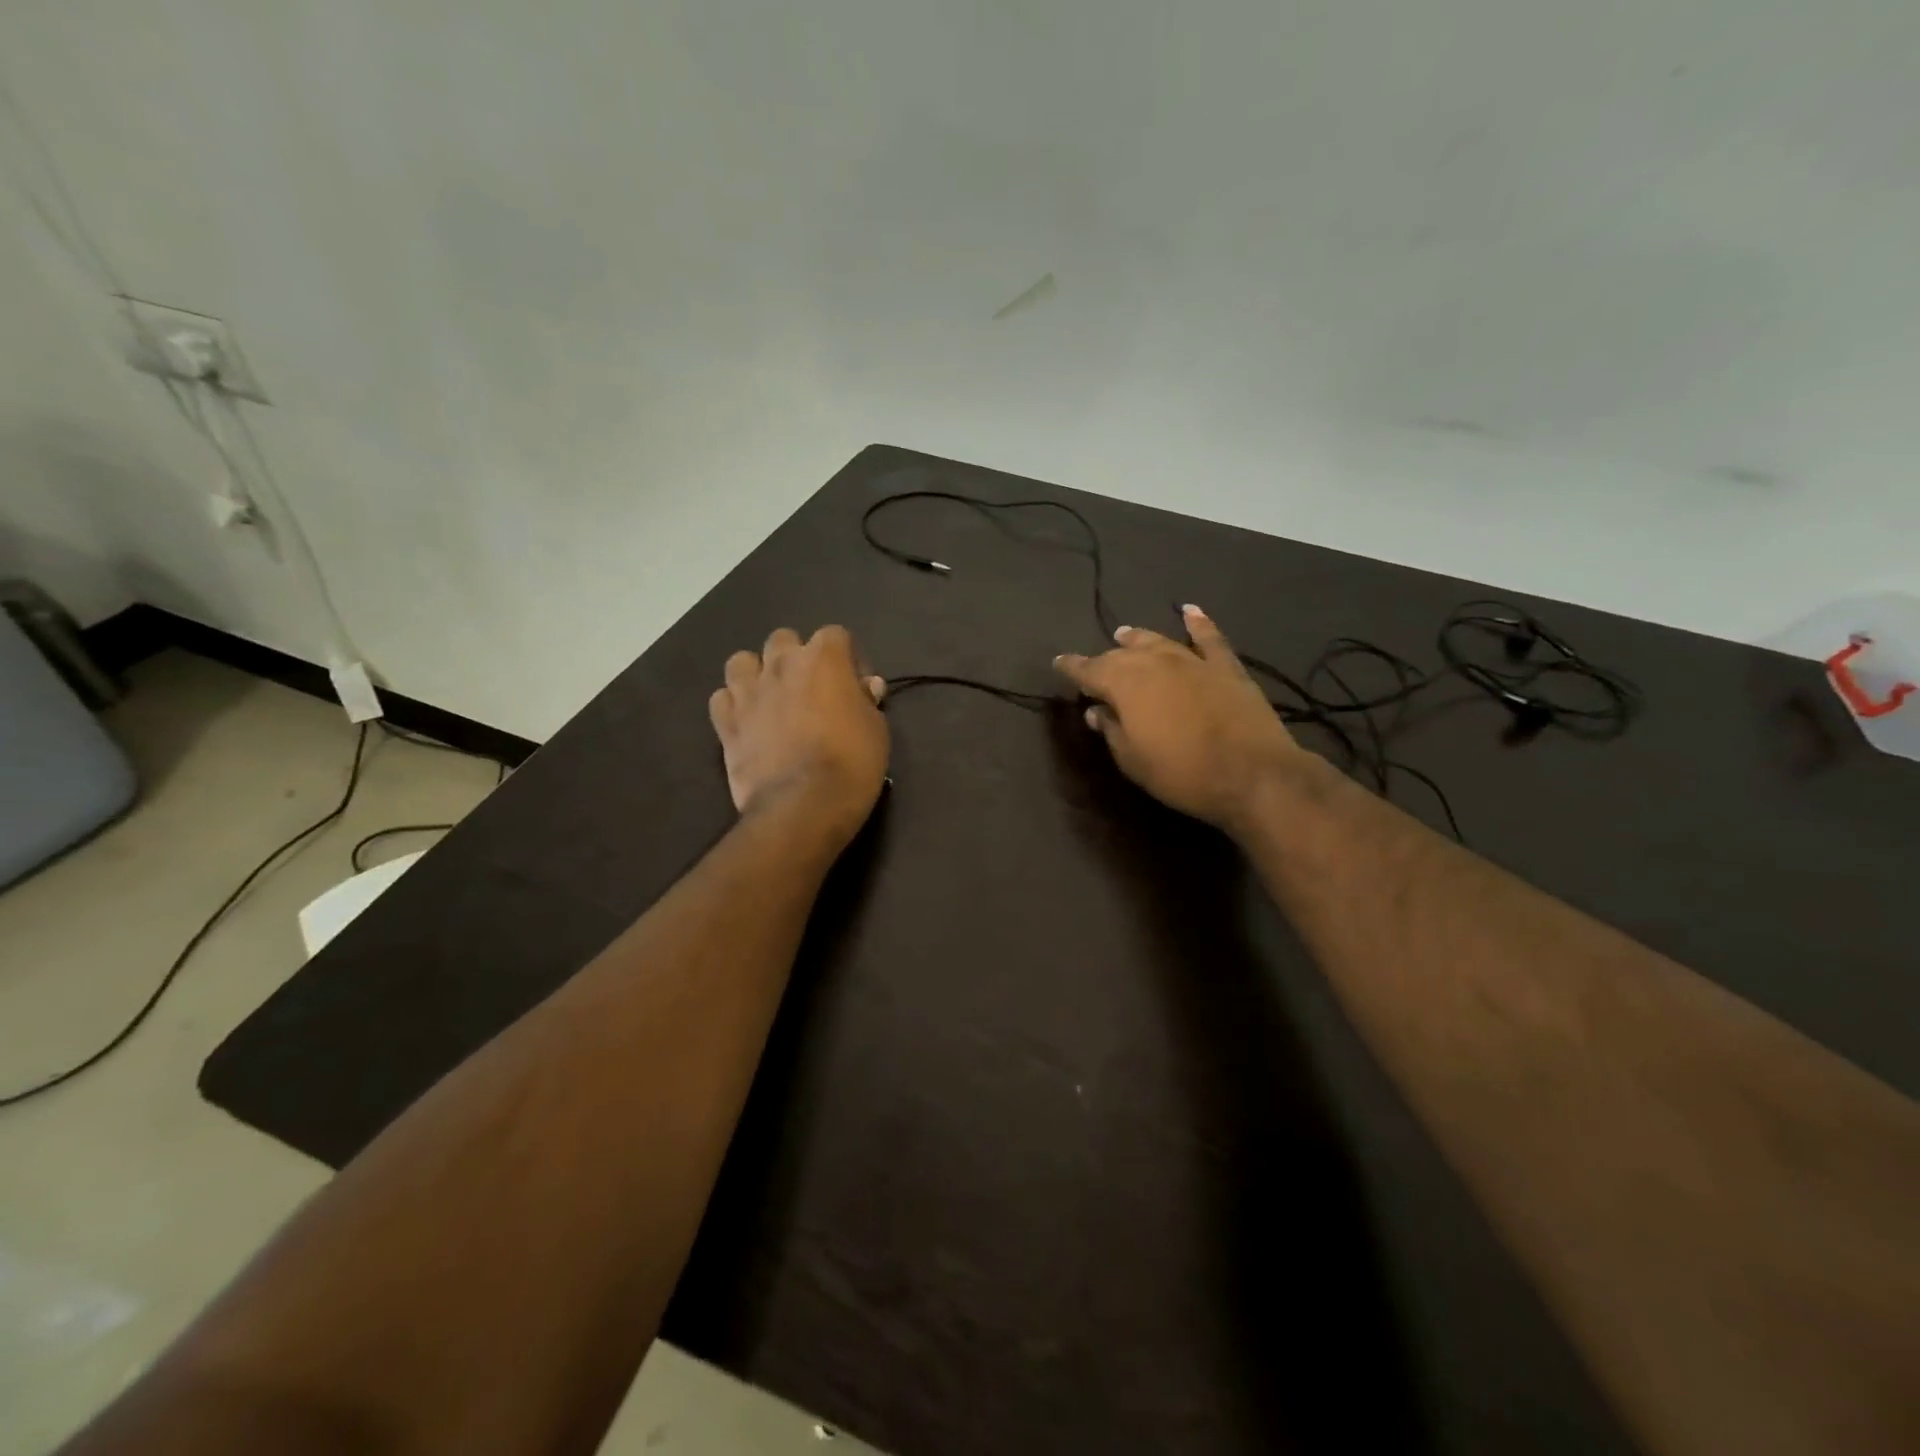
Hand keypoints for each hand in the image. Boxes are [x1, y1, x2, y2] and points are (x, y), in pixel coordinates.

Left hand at [709, 627, 888, 841]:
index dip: (849, 659)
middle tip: (812, 690)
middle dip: (798, 658)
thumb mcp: (877, 730)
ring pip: (742, 661)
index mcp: (823, 659)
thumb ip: (866, 700)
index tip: (857, 688)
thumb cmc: (851, 763)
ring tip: (771, 699)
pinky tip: (748, 723)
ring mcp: (748, 692)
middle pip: (785, 639)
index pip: (836, 635)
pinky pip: (722, 699)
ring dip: (757, 674)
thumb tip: (865, 687)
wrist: (803, 805)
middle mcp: (781, 664)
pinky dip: (734, 706)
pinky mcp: (726, 723)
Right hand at [1055, 605, 1305, 832]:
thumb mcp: (1132, 760)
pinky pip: (1208, 638)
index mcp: (1124, 683)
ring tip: (1124, 634)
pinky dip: (1198, 623)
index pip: (1089, 670)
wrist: (1251, 773)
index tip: (1059, 663)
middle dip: (1104, 658)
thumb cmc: (1181, 772)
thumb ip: (1111, 730)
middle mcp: (1154, 662)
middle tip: (1095, 666)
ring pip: (1158, 641)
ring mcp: (1192, 661)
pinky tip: (1190, 612)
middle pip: (1122, 655)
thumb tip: (1096, 710)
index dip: (1072, 667)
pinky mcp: (1226, 667)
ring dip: (1138, 638)